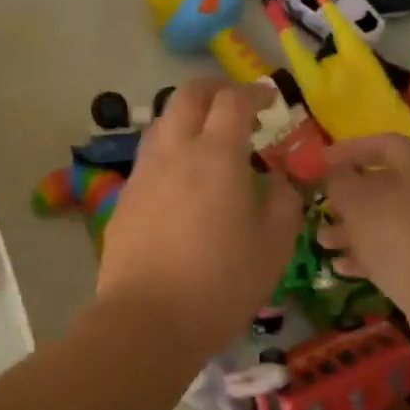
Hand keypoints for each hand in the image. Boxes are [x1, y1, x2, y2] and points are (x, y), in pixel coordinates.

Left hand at [96, 79, 303, 356]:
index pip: (233, 100)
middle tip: (235, 103)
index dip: (254, 92)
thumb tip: (282, 181)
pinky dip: (170, 150)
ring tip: (207, 138)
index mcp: (216, 155)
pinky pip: (150, 157)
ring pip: (162, 122)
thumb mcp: (274, 246)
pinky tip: (183, 180)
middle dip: (214, 89)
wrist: (147, 320)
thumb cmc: (221, 284)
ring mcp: (144, 173)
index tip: (269, 100)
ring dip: (187, 116)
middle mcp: (175, 151)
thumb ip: (285, 203)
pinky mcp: (125, 197)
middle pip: (188, 95)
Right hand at [318, 134, 409, 344]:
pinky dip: (369, 254)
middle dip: (348, 197)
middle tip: (321, 205)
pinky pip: (397, 249)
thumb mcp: (357, 204)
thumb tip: (335, 173)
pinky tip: (341, 267)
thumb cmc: (399, 238)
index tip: (322, 160)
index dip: (351, 148)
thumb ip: (340, 182)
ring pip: (388, 220)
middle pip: (385, 185)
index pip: (386, 144)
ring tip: (323, 241)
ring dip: (353, 229)